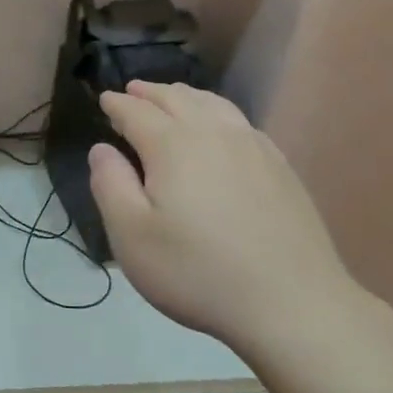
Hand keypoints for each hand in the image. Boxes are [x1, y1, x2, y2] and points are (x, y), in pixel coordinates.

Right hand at [88, 82, 374, 358]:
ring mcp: (253, 147)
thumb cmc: (197, 271)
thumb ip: (110, 185)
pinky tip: (219, 126)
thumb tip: (101, 149)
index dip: (117, 104)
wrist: (291, 302)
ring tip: (172, 97)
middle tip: (132, 91)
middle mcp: (214, 133)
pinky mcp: (280, 167)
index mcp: (173, 145)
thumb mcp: (131, 236)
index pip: (137, 112)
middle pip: (177, 98)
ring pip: (213, 104)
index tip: (104, 99)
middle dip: (150, 92)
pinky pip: (240, 122)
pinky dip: (217, 111)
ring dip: (185, 96)